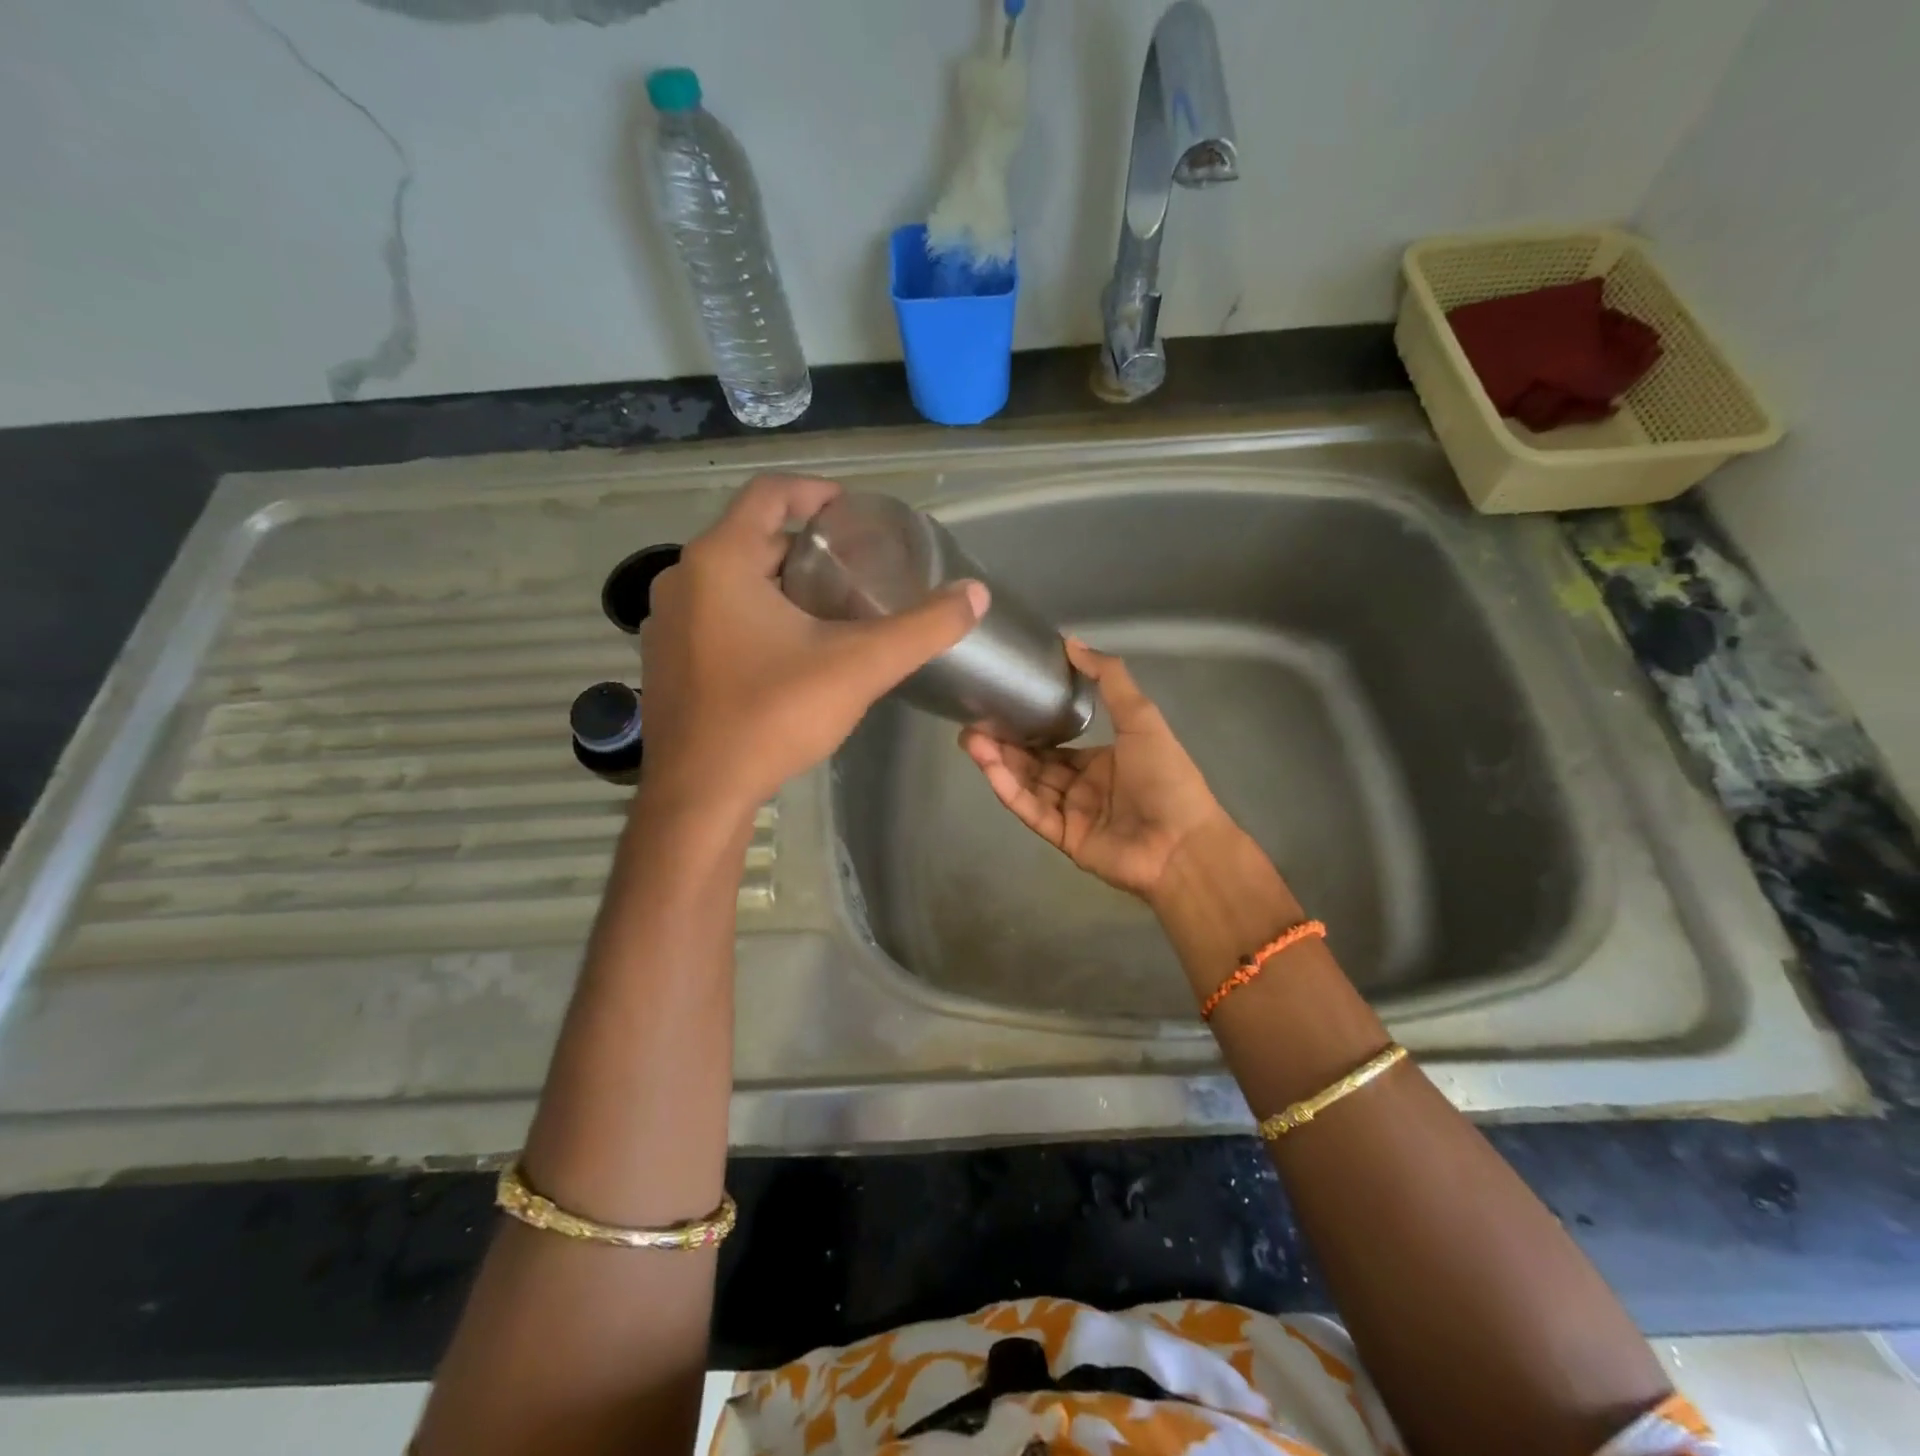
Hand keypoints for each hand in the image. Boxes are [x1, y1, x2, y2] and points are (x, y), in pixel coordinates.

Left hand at [641, 474, 987, 816]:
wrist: (698, 794)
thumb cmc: (772, 716)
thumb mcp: (858, 667)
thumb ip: (922, 628)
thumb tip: (976, 594)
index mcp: (720, 560)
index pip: (768, 494)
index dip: (814, 491)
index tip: (852, 509)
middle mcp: (683, 578)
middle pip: (752, 538)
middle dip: (805, 547)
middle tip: (854, 568)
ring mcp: (668, 621)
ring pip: (733, 579)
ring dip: (780, 582)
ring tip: (830, 606)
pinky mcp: (667, 659)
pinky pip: (716, 614)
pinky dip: (754, 613)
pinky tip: (789, 650)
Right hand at [960, 639, 1232, 902]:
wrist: (1183, 843)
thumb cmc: (1166, 777)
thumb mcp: (1141, 717)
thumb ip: (1108, 679)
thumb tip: (1072, 641)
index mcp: (1102, 760)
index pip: (1055, 743)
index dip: (1028, 728)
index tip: (998, 707)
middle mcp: (1082, 786)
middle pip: (1034, 763)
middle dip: (1004, 744)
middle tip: (971, 723)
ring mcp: (1071, 813)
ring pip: (1027, 784)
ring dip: (999, 762)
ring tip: (970, 740)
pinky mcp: (1062, 837)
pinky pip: (1031, 810)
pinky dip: (1009, 789)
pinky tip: (989, 767)